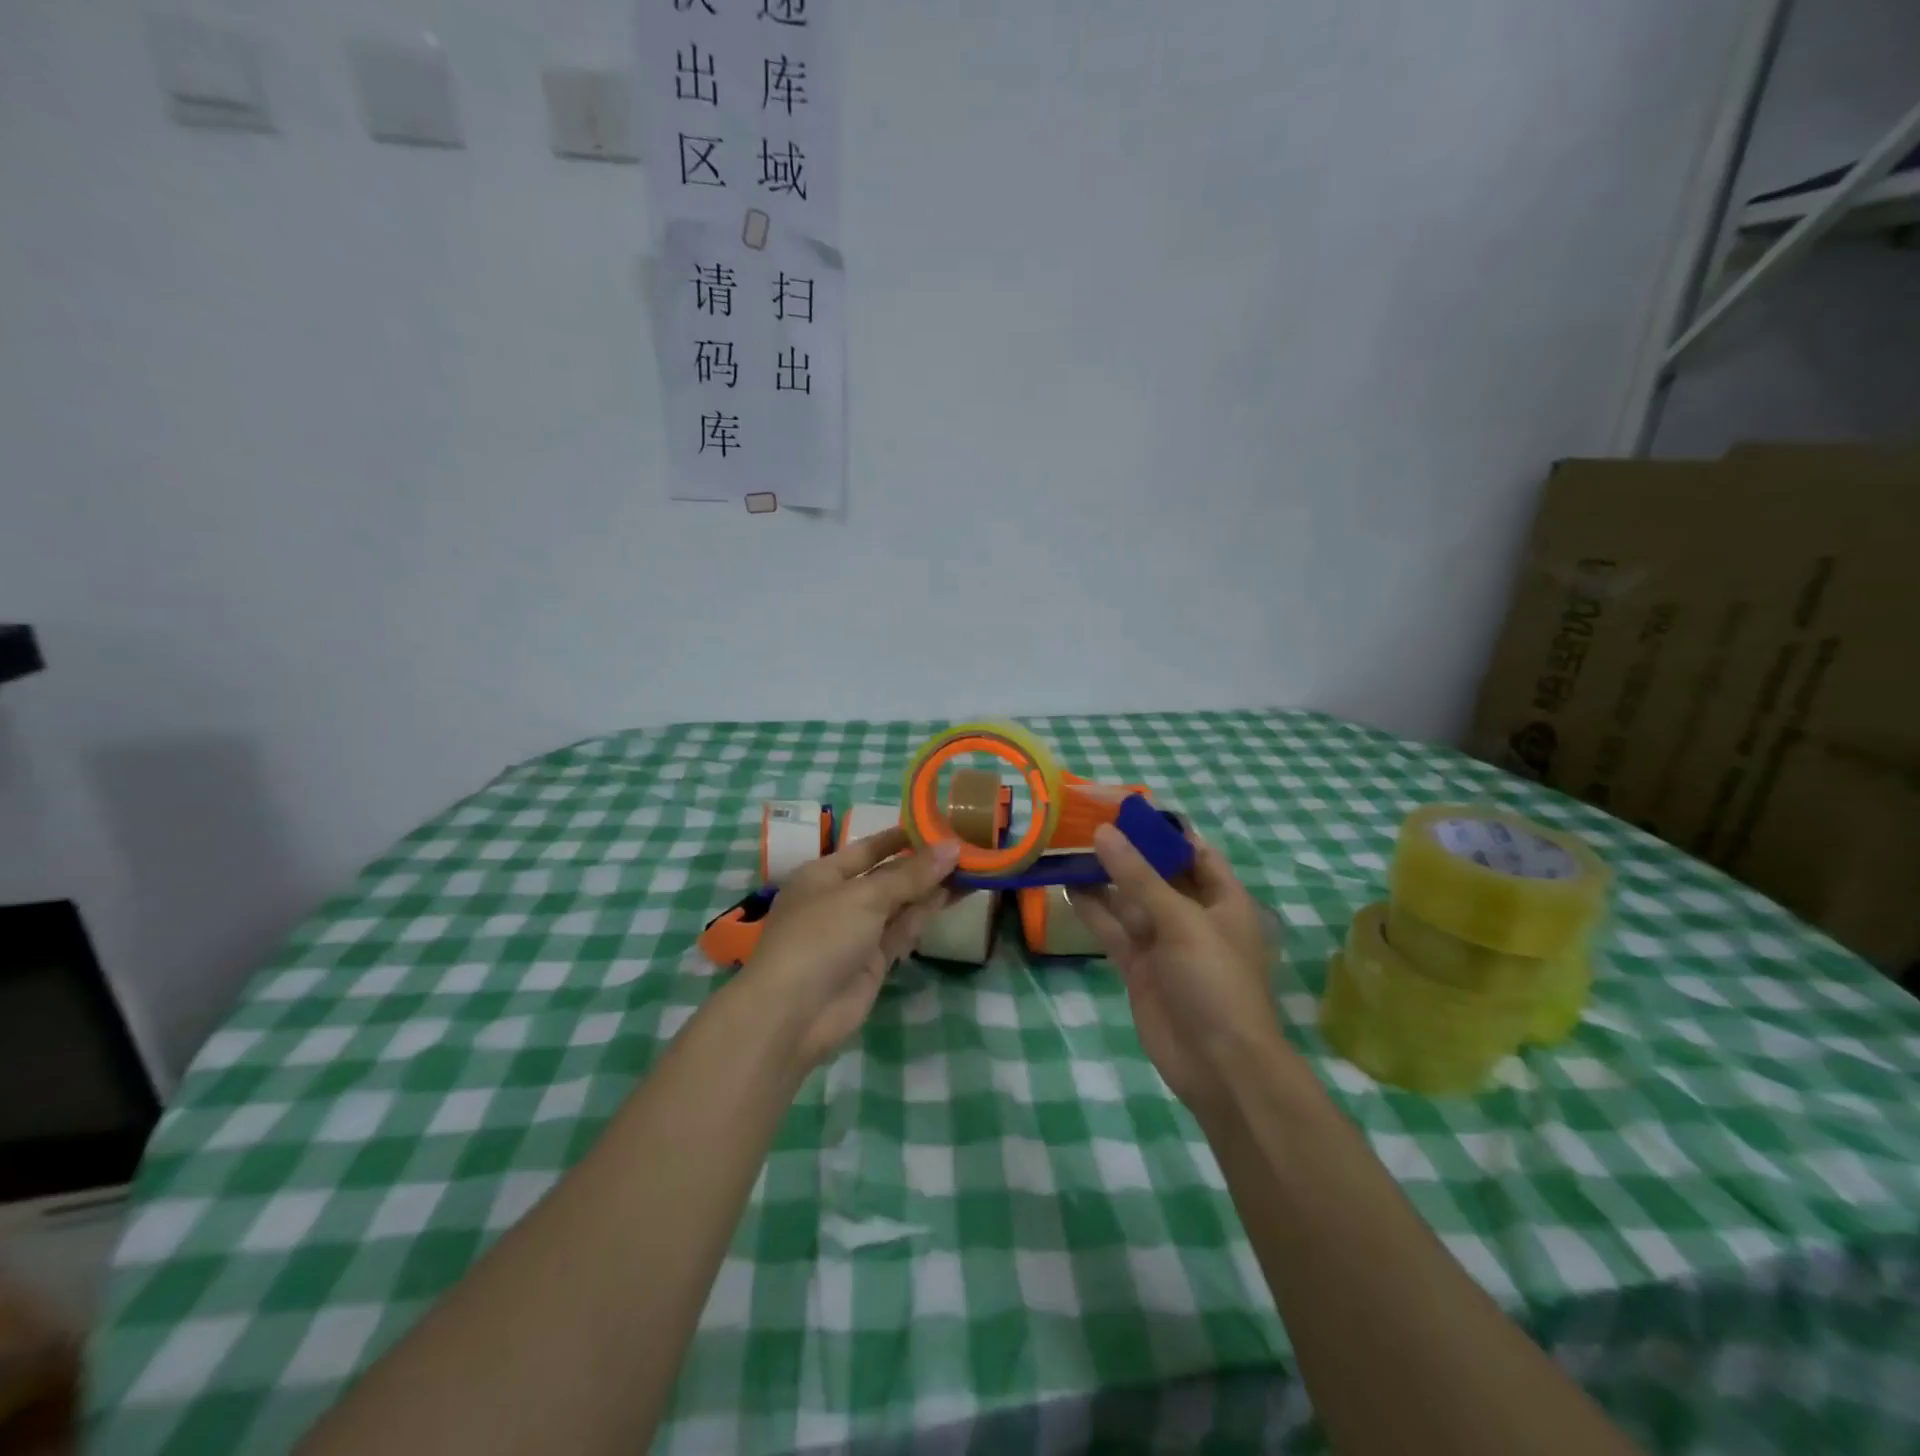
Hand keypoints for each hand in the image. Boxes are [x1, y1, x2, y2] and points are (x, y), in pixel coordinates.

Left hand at [739, 827, 959, 1070]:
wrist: (794, 1014)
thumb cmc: (820, 937)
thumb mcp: (865, 897)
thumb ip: (911, 875)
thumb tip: (952, 848)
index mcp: (824, 874)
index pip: (868, 848)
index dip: (901, 837)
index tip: (938, 825)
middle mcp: (840, 899)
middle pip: (887, 875)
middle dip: (923, 863)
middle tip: (966, 847)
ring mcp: (857, 932)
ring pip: (900, 903)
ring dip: (931, 887)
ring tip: (971, 867)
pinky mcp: (873, 961)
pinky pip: (903, 930)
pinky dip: (925, 914)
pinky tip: (954, 896)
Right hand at [1069, 825, 1288, 1122]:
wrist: (1220, 1067)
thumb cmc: (1216, 982)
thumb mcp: (1181, 921)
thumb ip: (1139, 877)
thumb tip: (1103, 832)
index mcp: (1222, 898)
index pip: (1192, 851)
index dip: (1161, 828)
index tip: (1123, 807)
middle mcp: (1192, 914)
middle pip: (1156, 872)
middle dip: (1125, 849)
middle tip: (1083, 820)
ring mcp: (1163, 942)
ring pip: (1129, 899)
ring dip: (1102, 877)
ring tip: (1066, 846)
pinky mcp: (1138, 967)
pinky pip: (1113, 930)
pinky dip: (1092, 910)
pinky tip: (1065, 887)